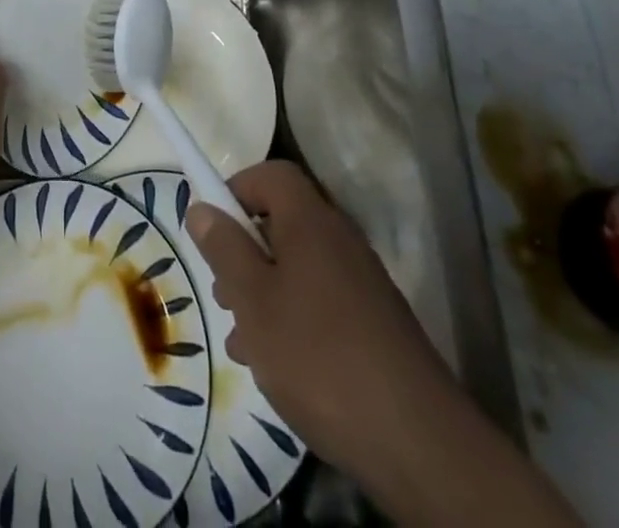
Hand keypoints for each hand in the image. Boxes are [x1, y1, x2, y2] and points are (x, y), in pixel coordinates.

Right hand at [187, 161, 461, 488]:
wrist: (417, 444)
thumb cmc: (318, 356)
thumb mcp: (252, 300)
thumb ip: (224, 248)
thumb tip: (202, 206)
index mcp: (311, 222)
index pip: (272, 175)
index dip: (237, 188)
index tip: (212, 227)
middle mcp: (341, 241)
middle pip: (283, 222)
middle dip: (245, 251)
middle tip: (223, 291)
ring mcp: (363, 285)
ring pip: (299, 269)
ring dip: (264, 293)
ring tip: (242, 342)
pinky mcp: (375, 327)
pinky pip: (321, 303)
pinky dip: (293, 320)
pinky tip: (277, 367)